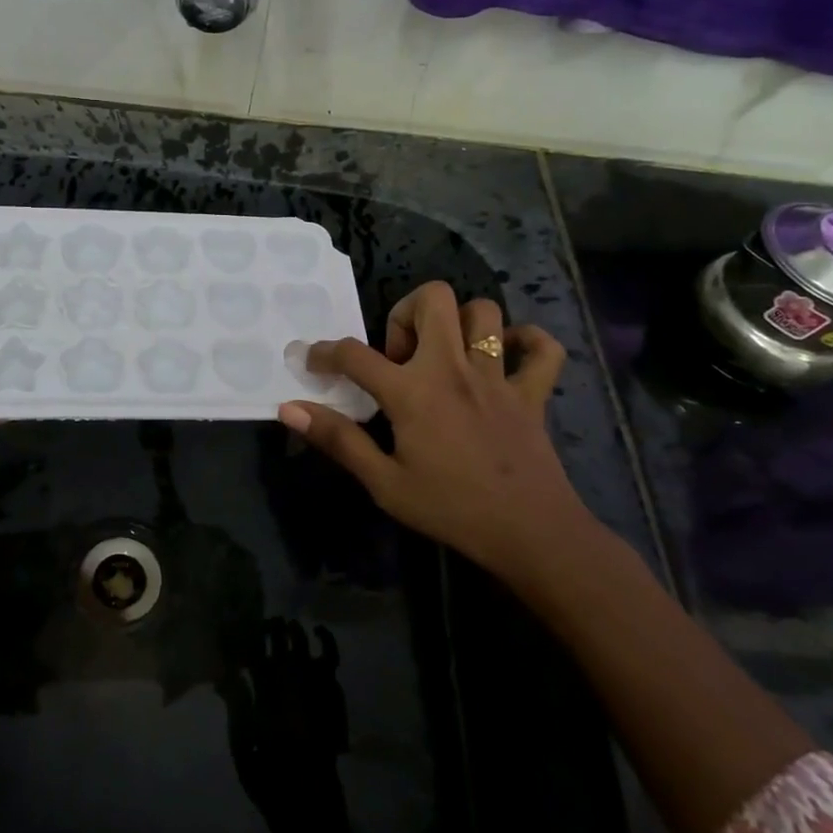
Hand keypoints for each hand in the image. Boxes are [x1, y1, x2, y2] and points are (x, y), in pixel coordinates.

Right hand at [277, 282, 594, 587]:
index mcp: (413, 391)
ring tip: (444, 355)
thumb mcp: (384, 482)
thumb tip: (289, 408)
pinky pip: (542, 348)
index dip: (324, 352)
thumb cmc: (450, 508)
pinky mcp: (532, 393)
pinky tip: (506, 358)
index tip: (312, 361)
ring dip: (460, 324)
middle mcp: (453, 368)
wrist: (531, 533)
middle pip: (433, 299)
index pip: (354, 354)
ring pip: (484, 312)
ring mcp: (497, 377)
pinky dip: (527, 342)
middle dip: (406, 312)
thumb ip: (338, 439)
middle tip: (399, 356)